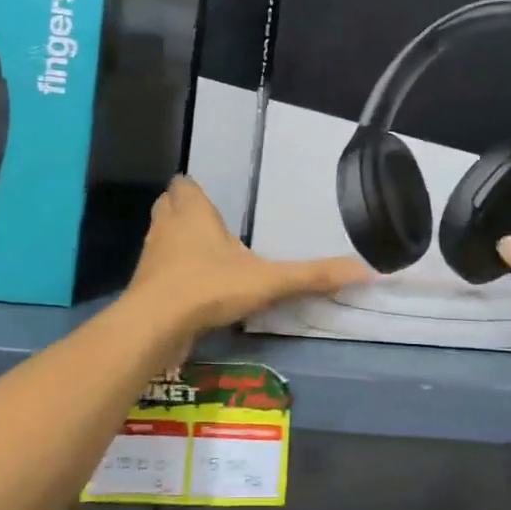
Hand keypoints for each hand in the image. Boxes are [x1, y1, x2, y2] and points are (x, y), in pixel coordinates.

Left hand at [128, 176, 369, 332]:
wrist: (155, 325)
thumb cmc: (209, 286)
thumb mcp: (267, 280)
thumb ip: (312, 275)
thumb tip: (367, 271)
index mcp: (192, 211)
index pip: (184, 184)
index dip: (195, 189)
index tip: (212, 198)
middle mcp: (166, 226)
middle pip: (168, 205)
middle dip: (184, 212)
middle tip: (211, 226)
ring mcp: (151, 256)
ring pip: (161, 237)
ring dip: (177, 243)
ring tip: (206, 257)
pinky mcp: (143, 286)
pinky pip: (158, 271)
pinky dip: (172, 275)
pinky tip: (194, 291)